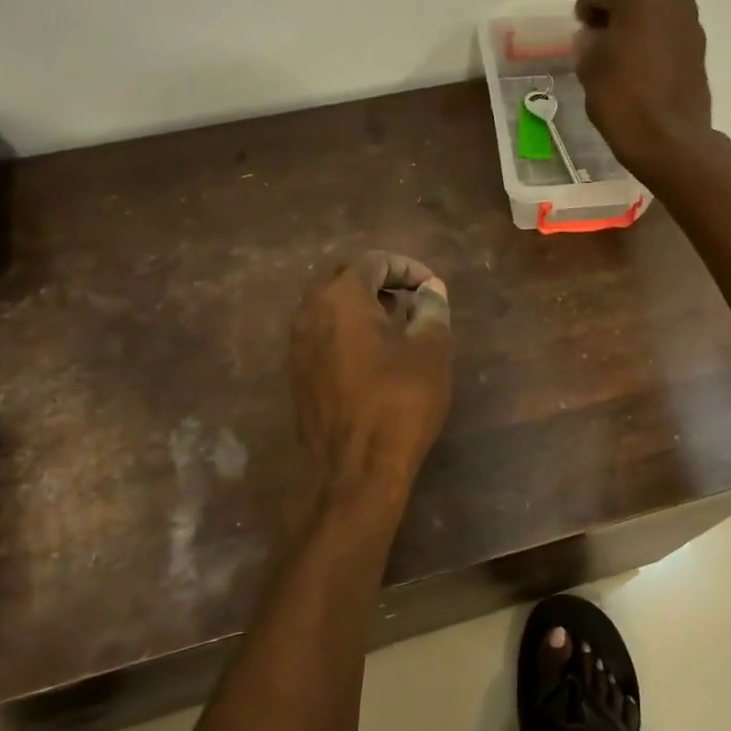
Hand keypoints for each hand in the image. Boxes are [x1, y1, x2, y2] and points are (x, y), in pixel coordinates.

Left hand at [290, 251, 453, 503]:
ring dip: (360, 302)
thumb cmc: (399, 402)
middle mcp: (310, 311)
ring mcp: (298, 343)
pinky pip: (321, 330)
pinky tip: (374, 350)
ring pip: (327, 303)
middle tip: (410, 295)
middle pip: (341, 275)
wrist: (354, 469)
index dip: (407, 268)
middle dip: (378, 278)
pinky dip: (346, 326)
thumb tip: (430, 290)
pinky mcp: (298, 371)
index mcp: (341, 297)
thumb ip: (431, 310)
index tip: (432, 288)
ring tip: (397, 320)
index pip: (373, 261)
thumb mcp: (430, 351)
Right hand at [574, 0, 714, 179]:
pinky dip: (653, 46)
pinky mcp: (700, 52)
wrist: (670, 141)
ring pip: (655, 18)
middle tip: (598, 40)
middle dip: (615, 16)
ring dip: (637, 31)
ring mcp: (691, 26)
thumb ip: (589, 45)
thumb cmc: (622, 101)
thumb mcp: (590, 70)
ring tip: (620, 57)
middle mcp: (671, 2)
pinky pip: (669, 38)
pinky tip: (641, 69)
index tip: (579, 26)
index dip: (587, 7)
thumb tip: (595, 38)